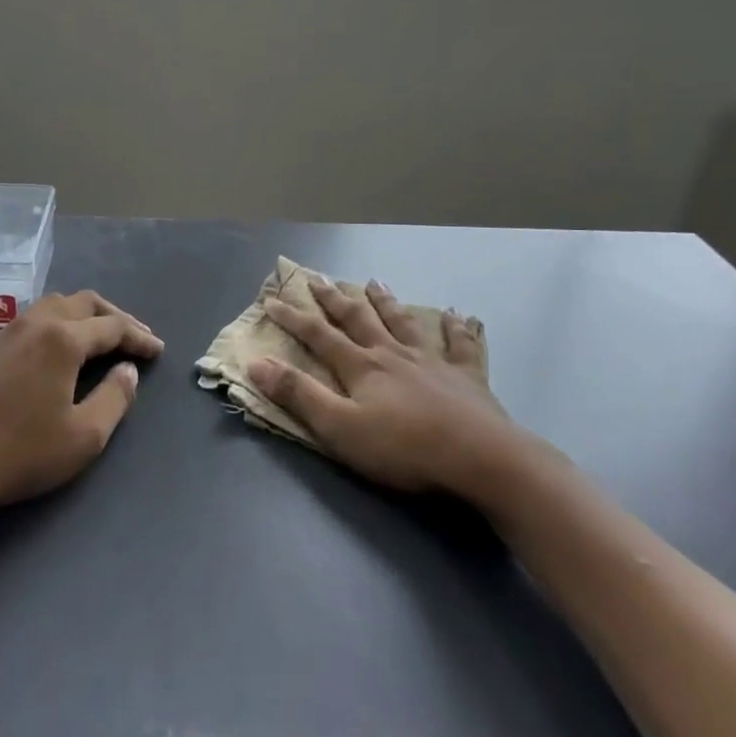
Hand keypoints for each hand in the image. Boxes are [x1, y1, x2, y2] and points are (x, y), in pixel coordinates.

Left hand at [0, 290, 163, 528]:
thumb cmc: (20, 454)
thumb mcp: (84, 436)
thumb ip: (115, 398)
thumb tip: (128, 370)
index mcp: (62, 339)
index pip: (112, 327)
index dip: (139, 337)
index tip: (158, 351)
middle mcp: (35, 323)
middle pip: (84, 303)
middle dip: (115, 317)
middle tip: (136, 337)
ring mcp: (6, 332)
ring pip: (55, 304)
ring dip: (84, 314)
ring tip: (101, 335)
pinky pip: (33, 318)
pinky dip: (58, 322)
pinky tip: (59, 347)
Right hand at [249, 277, 521, 501]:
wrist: (479, 457)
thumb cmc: (404, 449)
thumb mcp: (340, 429)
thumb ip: (299, 395)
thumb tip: (257, 363)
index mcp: (361, 367)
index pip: (319, 336)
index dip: (293, 318)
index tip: (272, 300)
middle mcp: (392, 354)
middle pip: (358, 319)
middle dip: (334, 299)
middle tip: (317, 278)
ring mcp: (432, 361)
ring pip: (403, 323)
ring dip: (386, 302)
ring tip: (375, 282)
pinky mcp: (467, 376)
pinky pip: (461, 345)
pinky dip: (457, 328)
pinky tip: (458, 315)